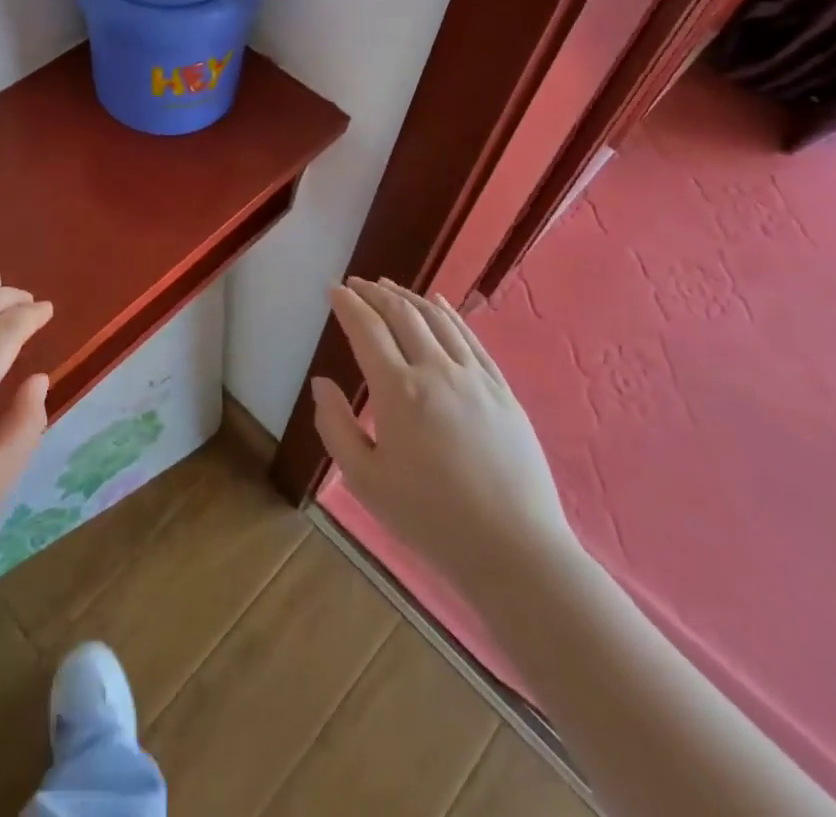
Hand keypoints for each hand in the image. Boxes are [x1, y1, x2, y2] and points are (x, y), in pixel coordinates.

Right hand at [312, 278, 580, 590]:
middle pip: (402, 315)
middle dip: (375, 293)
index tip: (333, 289)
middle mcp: (436, 371)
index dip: (347, 304)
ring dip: (409, 297)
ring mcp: (475, 377)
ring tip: (389, 287)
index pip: (367, 330)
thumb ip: (336, 426)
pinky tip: (439, 304)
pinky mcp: (502, 390)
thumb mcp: (365, 481)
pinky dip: (449, 314)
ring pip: (437, 319)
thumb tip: (321, 383)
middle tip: (356, 284)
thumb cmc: (430, 519)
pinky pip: (471, 338)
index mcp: (399, 392)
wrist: (514, 550)